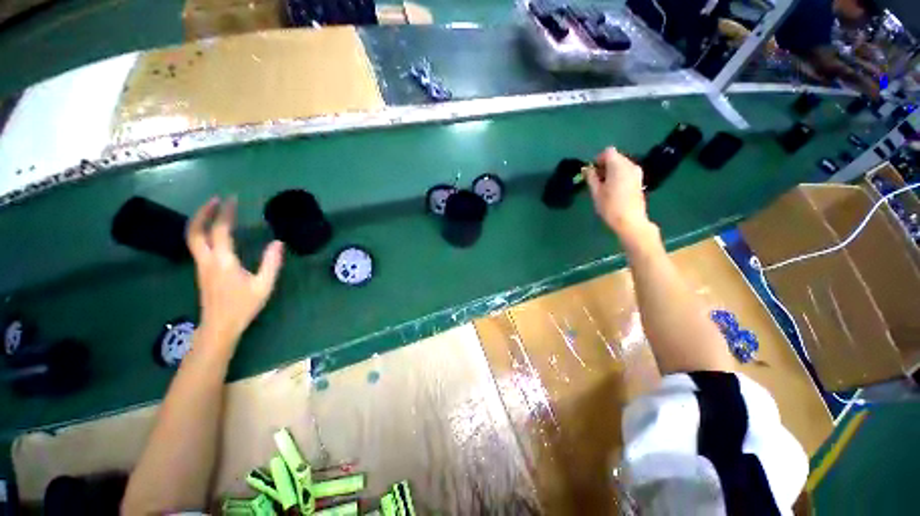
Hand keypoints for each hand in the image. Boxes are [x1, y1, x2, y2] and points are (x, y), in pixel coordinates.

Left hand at [186, 197, 283, 345]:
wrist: (219, 326)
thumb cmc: (243, 306)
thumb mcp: (264, 285)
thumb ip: (271, 263)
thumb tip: (278, 242)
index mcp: (223, 261)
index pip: (220, 231)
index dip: (225, 213)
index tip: (232, 199)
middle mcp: (207, 260)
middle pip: (195, 231)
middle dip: (203, 212)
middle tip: (215, 199)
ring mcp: (201, 265)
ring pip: (191, 237)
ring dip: (199, 220)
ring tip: (212, 210)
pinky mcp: (201, 270)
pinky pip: (196, 244)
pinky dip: (201, 230)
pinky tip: (212, 230)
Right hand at [586, 148, 653, 243]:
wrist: (630, 221)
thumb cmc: (610, 207)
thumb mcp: (596, 192)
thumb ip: (591, 177)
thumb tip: (586, 169)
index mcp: (619, 166)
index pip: (608, 152)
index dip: (598, 159)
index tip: (592, 172)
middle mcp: (630, 165)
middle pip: (615, 157)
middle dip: (604, 165)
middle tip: (595, 180)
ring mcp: (637, 173)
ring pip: (621, 164)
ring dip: (611, 171)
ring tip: (603, 186)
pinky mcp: (639, 180)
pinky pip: (626, 171)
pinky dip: (618, 175)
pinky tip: (613, 189)